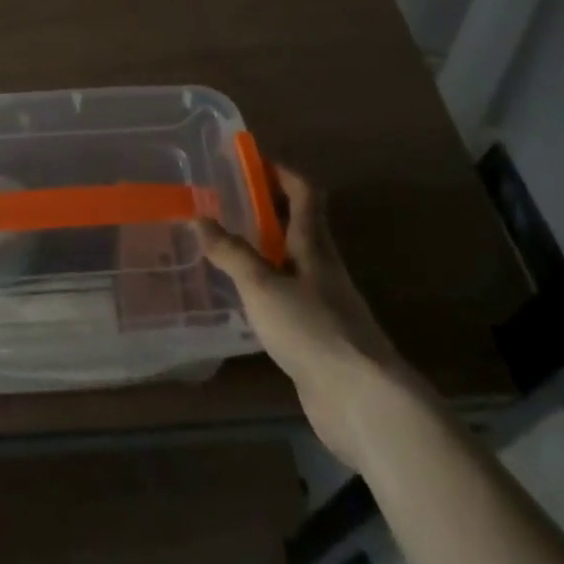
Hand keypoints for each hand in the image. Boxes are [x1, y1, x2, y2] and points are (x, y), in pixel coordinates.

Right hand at [197, 165, 423, 465]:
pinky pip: (291, 298)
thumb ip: (231, 253)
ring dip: (266, 249)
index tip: (252, 162)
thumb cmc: (312, 329)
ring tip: (228, 246)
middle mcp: (322, 267)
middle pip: (298, 224)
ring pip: (293, 262)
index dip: (281, 172)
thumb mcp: (262, 286)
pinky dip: (268, 288)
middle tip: (229, 202)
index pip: (304, 192)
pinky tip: (246, 300)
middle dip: (267, 209)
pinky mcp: (321, 338)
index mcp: (314, 244)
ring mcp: (325, 304)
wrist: (362, 402)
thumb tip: (200, 218)